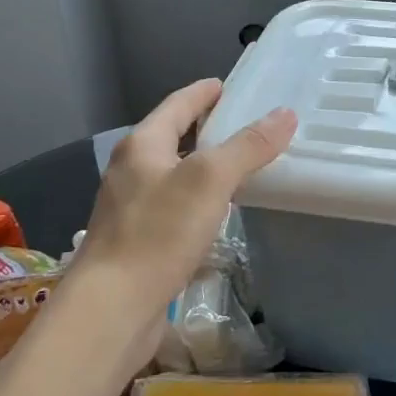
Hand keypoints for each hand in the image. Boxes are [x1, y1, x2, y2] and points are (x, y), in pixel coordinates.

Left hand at [75, 79, 295, 348]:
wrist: (110, 311)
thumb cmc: (158, 233)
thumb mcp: (210, 180)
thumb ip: (248, 146)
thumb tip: (285, 114)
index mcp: (142, 145)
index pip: (177, 104)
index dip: (203, 92)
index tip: (227, 85)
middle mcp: (131, 170)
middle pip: (172, 136)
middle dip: (205, 127)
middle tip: (243, 123)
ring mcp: (130, 208)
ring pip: (173, 173)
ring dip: (202, 165)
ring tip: (239, 164)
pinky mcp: (136, 242)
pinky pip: (173, 206)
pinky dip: (197, 198)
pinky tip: (217, 212)